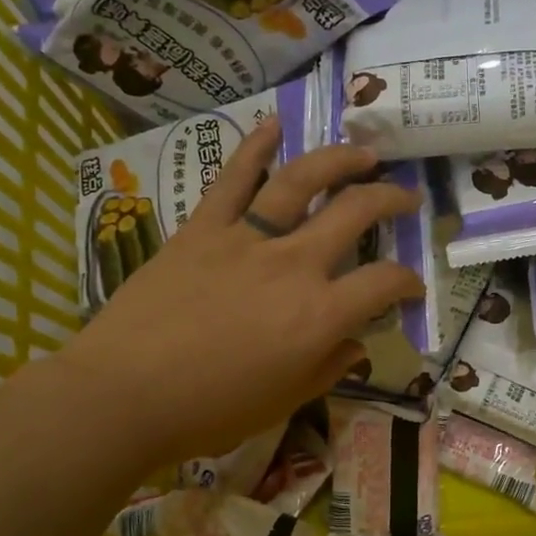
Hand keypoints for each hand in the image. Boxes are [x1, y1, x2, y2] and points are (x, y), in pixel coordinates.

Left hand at [59, 119, 422, 468]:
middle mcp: (294, 265)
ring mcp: (246, 238)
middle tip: (406, 197)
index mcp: (319, 315)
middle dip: (392, 199)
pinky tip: (274, 124)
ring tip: (363, 152)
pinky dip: (255, 146)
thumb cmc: (210, 411)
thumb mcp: (284, 402)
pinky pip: (232, 178)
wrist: (124, 395)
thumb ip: (327, 369)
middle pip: (356, 212)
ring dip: (340, 159)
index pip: (384, 283)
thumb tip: (355, 345)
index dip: (408, 282)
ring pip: (302, 180)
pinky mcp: (202, 228)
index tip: (412, 288)